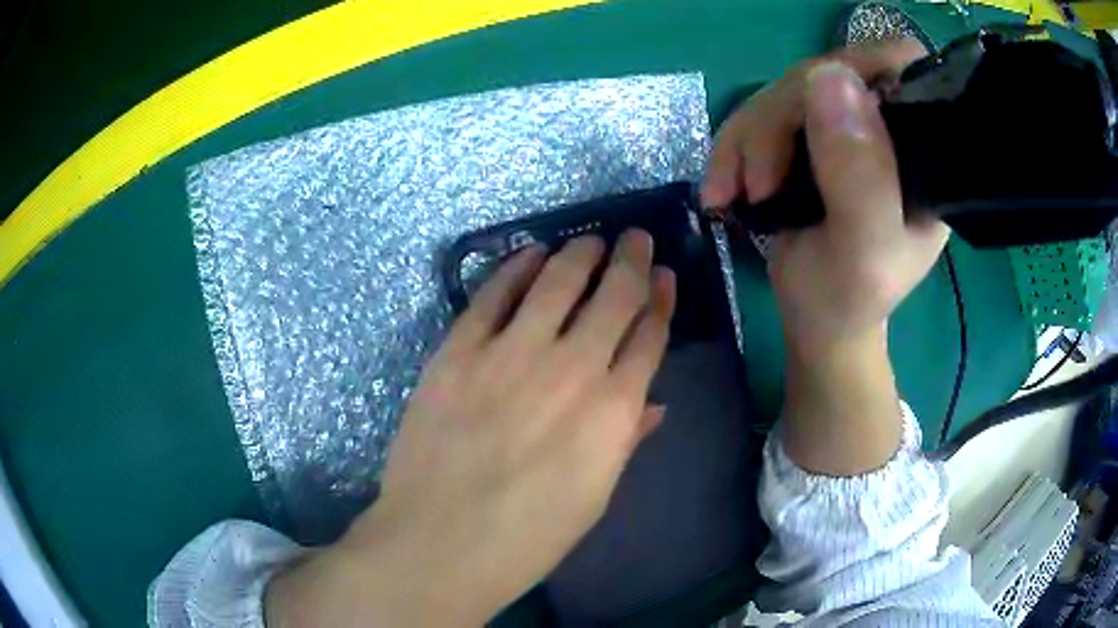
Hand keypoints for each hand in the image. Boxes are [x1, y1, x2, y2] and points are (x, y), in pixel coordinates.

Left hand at [267, 231, 675, 625]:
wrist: (441, 543)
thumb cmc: (527, 537)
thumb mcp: (593, 497)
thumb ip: (625, 440)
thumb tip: (653, 403)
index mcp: (614, 410)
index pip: (650, 336)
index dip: (661, 299)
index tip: (666, 276)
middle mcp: (572, 368)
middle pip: (615, 295)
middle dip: (633, 260)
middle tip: (636, 238)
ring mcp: (511, 353)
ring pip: (559, 280)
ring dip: (581, 253)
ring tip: (591, 239)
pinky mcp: (459, 350)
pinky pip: (494, 293)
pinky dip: (517, 266)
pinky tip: (532, 251)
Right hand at [703, 39, 947, 353]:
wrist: (818, 322)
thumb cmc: (848, 300)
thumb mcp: (863, 252)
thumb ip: (860, 176)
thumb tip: (829, 75)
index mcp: (923, 152)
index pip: (900, 67)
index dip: (858, 67)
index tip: (815, 109)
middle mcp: (889, 128)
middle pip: (828, 74)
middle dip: (781, 121)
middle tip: (758, 185)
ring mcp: (846, 128)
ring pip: (785, 91)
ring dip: (747, 139)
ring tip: (731, 195)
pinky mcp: (809, 136)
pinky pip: (759, 113)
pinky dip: (732, 148)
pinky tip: (721, 188)